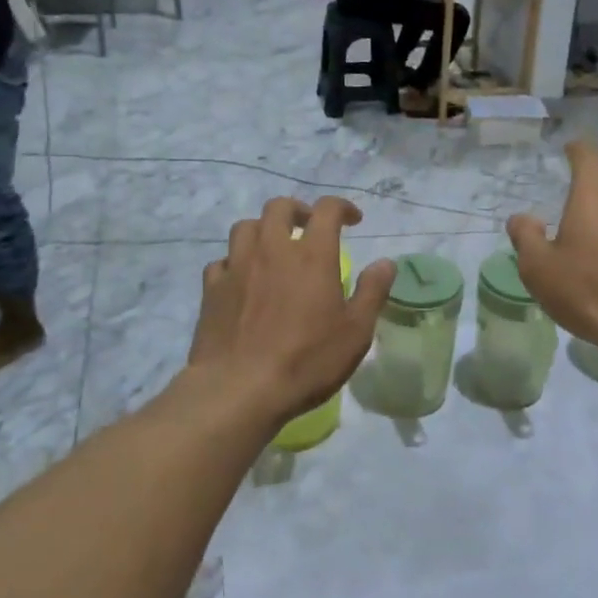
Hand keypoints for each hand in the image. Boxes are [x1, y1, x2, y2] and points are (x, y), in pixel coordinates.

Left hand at [189, 197, 396, 429]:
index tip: (353, 220)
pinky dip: (236, 261)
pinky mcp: (212, 289)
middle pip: (279, 207)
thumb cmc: (307, 361)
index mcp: (312, 255)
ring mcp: (237, 267)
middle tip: (310, 228)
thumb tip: (386, 263)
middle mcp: (272, 250)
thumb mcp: (356, 332)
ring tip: (274, 249)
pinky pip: (222, 260)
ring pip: (245, 227)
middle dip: (298, 211)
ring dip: (263, 230)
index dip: (342, 207)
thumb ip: (372, 292)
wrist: (239, 389)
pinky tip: (243, 280)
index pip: (327, 210)